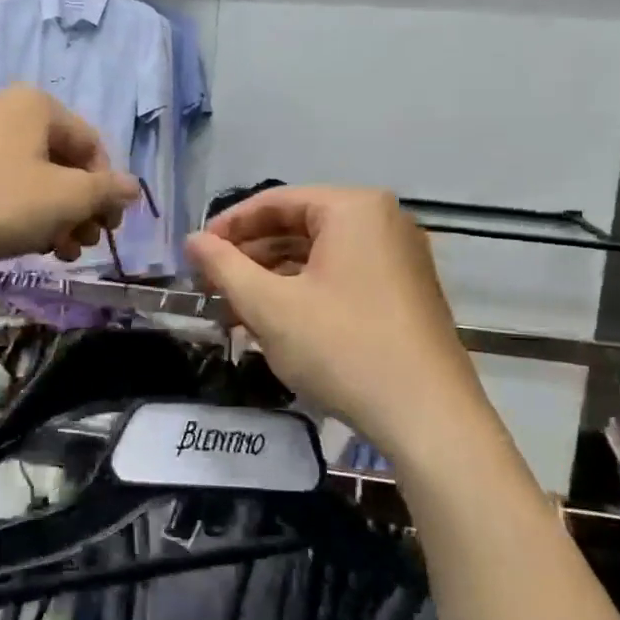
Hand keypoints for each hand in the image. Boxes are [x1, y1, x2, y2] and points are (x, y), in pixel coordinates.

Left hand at [0, 85, 138, 264]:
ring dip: (51, 214)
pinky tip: (17, 239)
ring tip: (54, 251)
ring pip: (30, 173)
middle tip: (80, 246)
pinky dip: (17, 208)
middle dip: (78, 207)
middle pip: (61, 160)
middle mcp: (5, 106)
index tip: (106, 230)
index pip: (92, 146)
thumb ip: (104, 192)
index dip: (107, 190)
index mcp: (37, 105)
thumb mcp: (62, 200)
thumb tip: (133, 187)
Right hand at [185, 186, 485, 445]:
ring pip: (318, 256)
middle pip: (298, 226)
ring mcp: (400, 258)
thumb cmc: (342, 348)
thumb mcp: (270, 306)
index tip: (195, 255)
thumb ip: (224, 266)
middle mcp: (383, 221)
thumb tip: (192, 240)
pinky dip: (304, 293)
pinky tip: (275, 324)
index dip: (228, 226)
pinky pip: (342, 277)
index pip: (275, 201)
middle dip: (249, 257)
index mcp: (354, 209)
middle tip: (211, 286)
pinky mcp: (405, 292)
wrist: (428, 417)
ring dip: (272, 279)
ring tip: (235, 311)